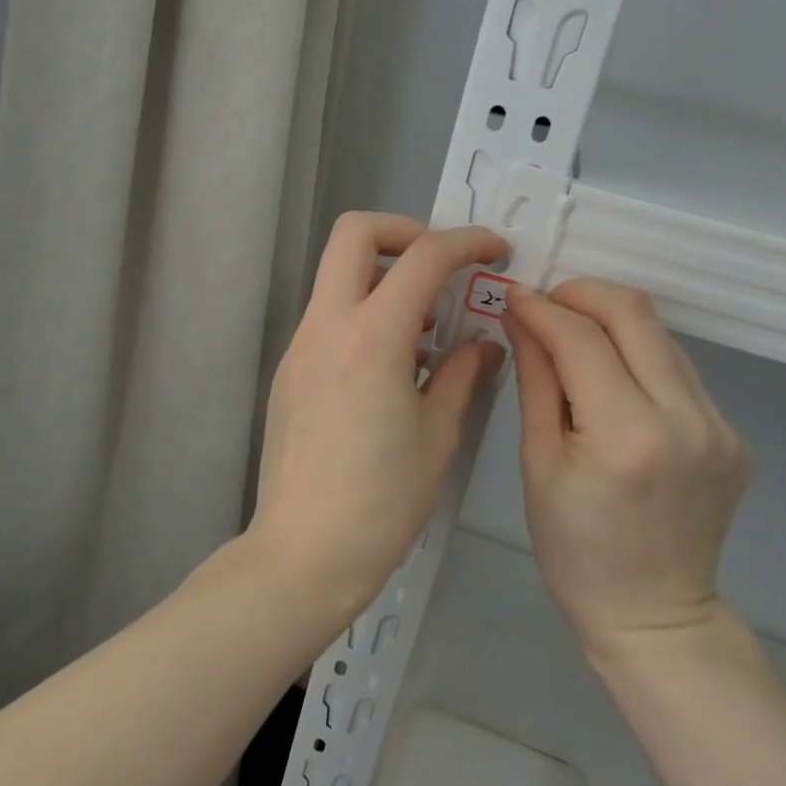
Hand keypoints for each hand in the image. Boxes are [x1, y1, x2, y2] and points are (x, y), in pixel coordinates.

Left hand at [247, 212, 507, 625]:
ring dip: (384, 278)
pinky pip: (329, 317)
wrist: (304, 553)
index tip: (495, 252)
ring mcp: (300, 347)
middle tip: (442, 269)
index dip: (467, 242)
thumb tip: (482, 342)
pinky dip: (364, 315)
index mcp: (372, 337)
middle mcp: (327, 326)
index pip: (424, 257)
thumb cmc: (382, 501)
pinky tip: (392, 368)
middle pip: (355, 234)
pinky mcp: (289, 371)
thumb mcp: (438, 436)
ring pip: (337, 275)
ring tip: (425, 331)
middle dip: (406, 232)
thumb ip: (463, 374)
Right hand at [503, 279, 750, 655]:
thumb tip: (522, 317)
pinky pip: (679, 371)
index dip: (543, 309)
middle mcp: (686, 419)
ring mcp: (720, 426)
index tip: (514, 296)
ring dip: (612, 322)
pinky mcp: (733, 434)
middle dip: (583, 294)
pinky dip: (638, 358)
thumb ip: (536, 381)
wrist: (654, 615)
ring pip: (662, 337)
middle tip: (546, 304)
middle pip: (636, 315)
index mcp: (627, 437)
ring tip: (571, 337)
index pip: (582, 339)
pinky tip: (611, 379)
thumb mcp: (538, 464)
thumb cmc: (575, 550)